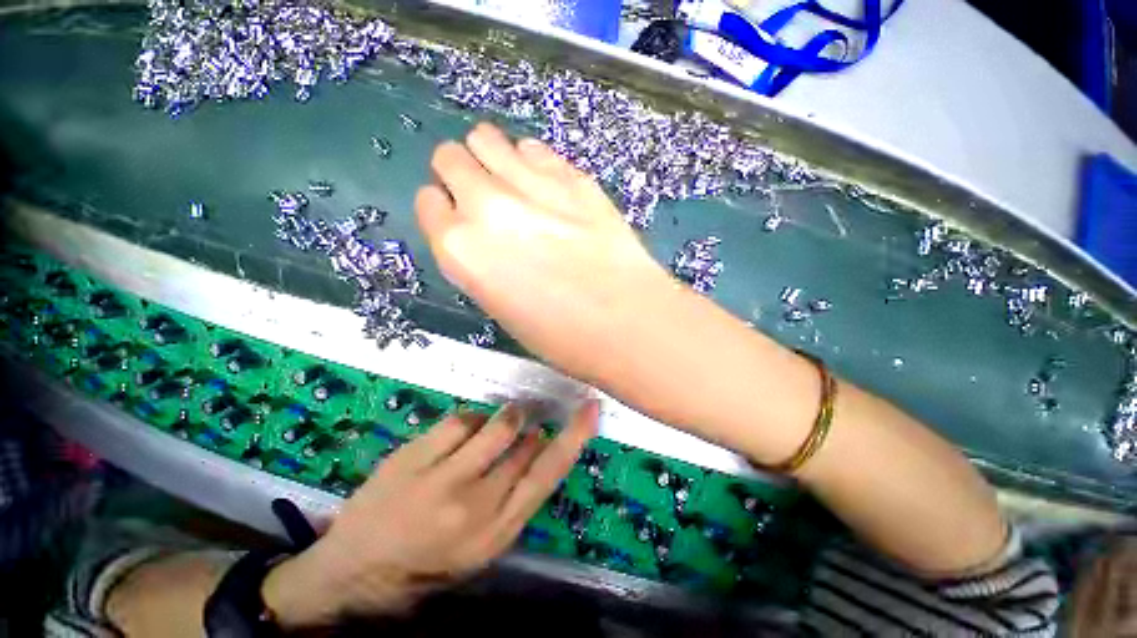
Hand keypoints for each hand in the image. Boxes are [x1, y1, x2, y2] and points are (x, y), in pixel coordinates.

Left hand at [261, 401, 597, 627]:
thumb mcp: (482, 545)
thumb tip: (537, 445)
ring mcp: (442, 479)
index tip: (591, 409)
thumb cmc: (427, 563)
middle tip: (524, 424)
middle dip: (529, 428)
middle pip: (525, 445)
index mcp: (497, 532)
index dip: (574, 437)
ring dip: (506, 417)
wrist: (354, 573)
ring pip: (497, 425)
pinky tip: (463, 432)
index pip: (548, 474)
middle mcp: (476, 505)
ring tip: (499, 421)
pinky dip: (470, 420)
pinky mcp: (414, 458)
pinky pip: (461, 420)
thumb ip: (514, 497)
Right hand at [416, 122, 675, 381]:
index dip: (444, 208)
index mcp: (460, 249)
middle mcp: (485, 206)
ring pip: (487, 139)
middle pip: (450, 158)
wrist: (626, 321)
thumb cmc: (560, 335)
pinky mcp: (571, 175)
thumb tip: (484, 239)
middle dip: (460, 173)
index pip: (428, 203)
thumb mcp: (501, 307)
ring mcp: (530, 183)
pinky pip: (534, 148)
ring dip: (492, 156)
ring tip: (512, 181)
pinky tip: (547, 183)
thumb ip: (481, 263)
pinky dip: (532, 161)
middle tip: (484, 194)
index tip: (460, 217)